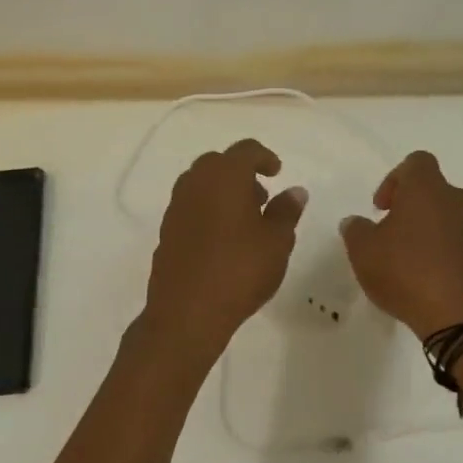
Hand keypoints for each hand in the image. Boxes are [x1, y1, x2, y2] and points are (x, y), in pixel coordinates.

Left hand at [142, 138, 306, 353]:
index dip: (264, 157)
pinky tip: (223, 240)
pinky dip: (208, 210)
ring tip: (245, 220)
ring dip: (223, 191)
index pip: (245, 150)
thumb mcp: (276, 242)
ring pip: (201, 184)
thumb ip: (286, 211)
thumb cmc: (240, 270)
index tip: (277, 172)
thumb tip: (295, 191)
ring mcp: (176, 206)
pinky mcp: (166, 230)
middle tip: (261, 197)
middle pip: (219, 163)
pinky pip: (190, 206)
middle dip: (241, 173)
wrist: (187, 312)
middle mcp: (195, 183)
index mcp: (224, 176)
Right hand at [341, 150, 462, 338]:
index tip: (381, 209)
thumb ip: (355, 230)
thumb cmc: (407, 271)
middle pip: (433, 191)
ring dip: (429, 231)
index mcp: (427, 188)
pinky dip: (445, 253)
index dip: (395, 180)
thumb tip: (355, 222)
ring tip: (409, 262)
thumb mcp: (364, 251)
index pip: (416, 162)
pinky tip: (428, 279)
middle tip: (392, 236)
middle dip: (411, 209)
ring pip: (448, 217)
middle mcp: (457, 199)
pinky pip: (461, 244)